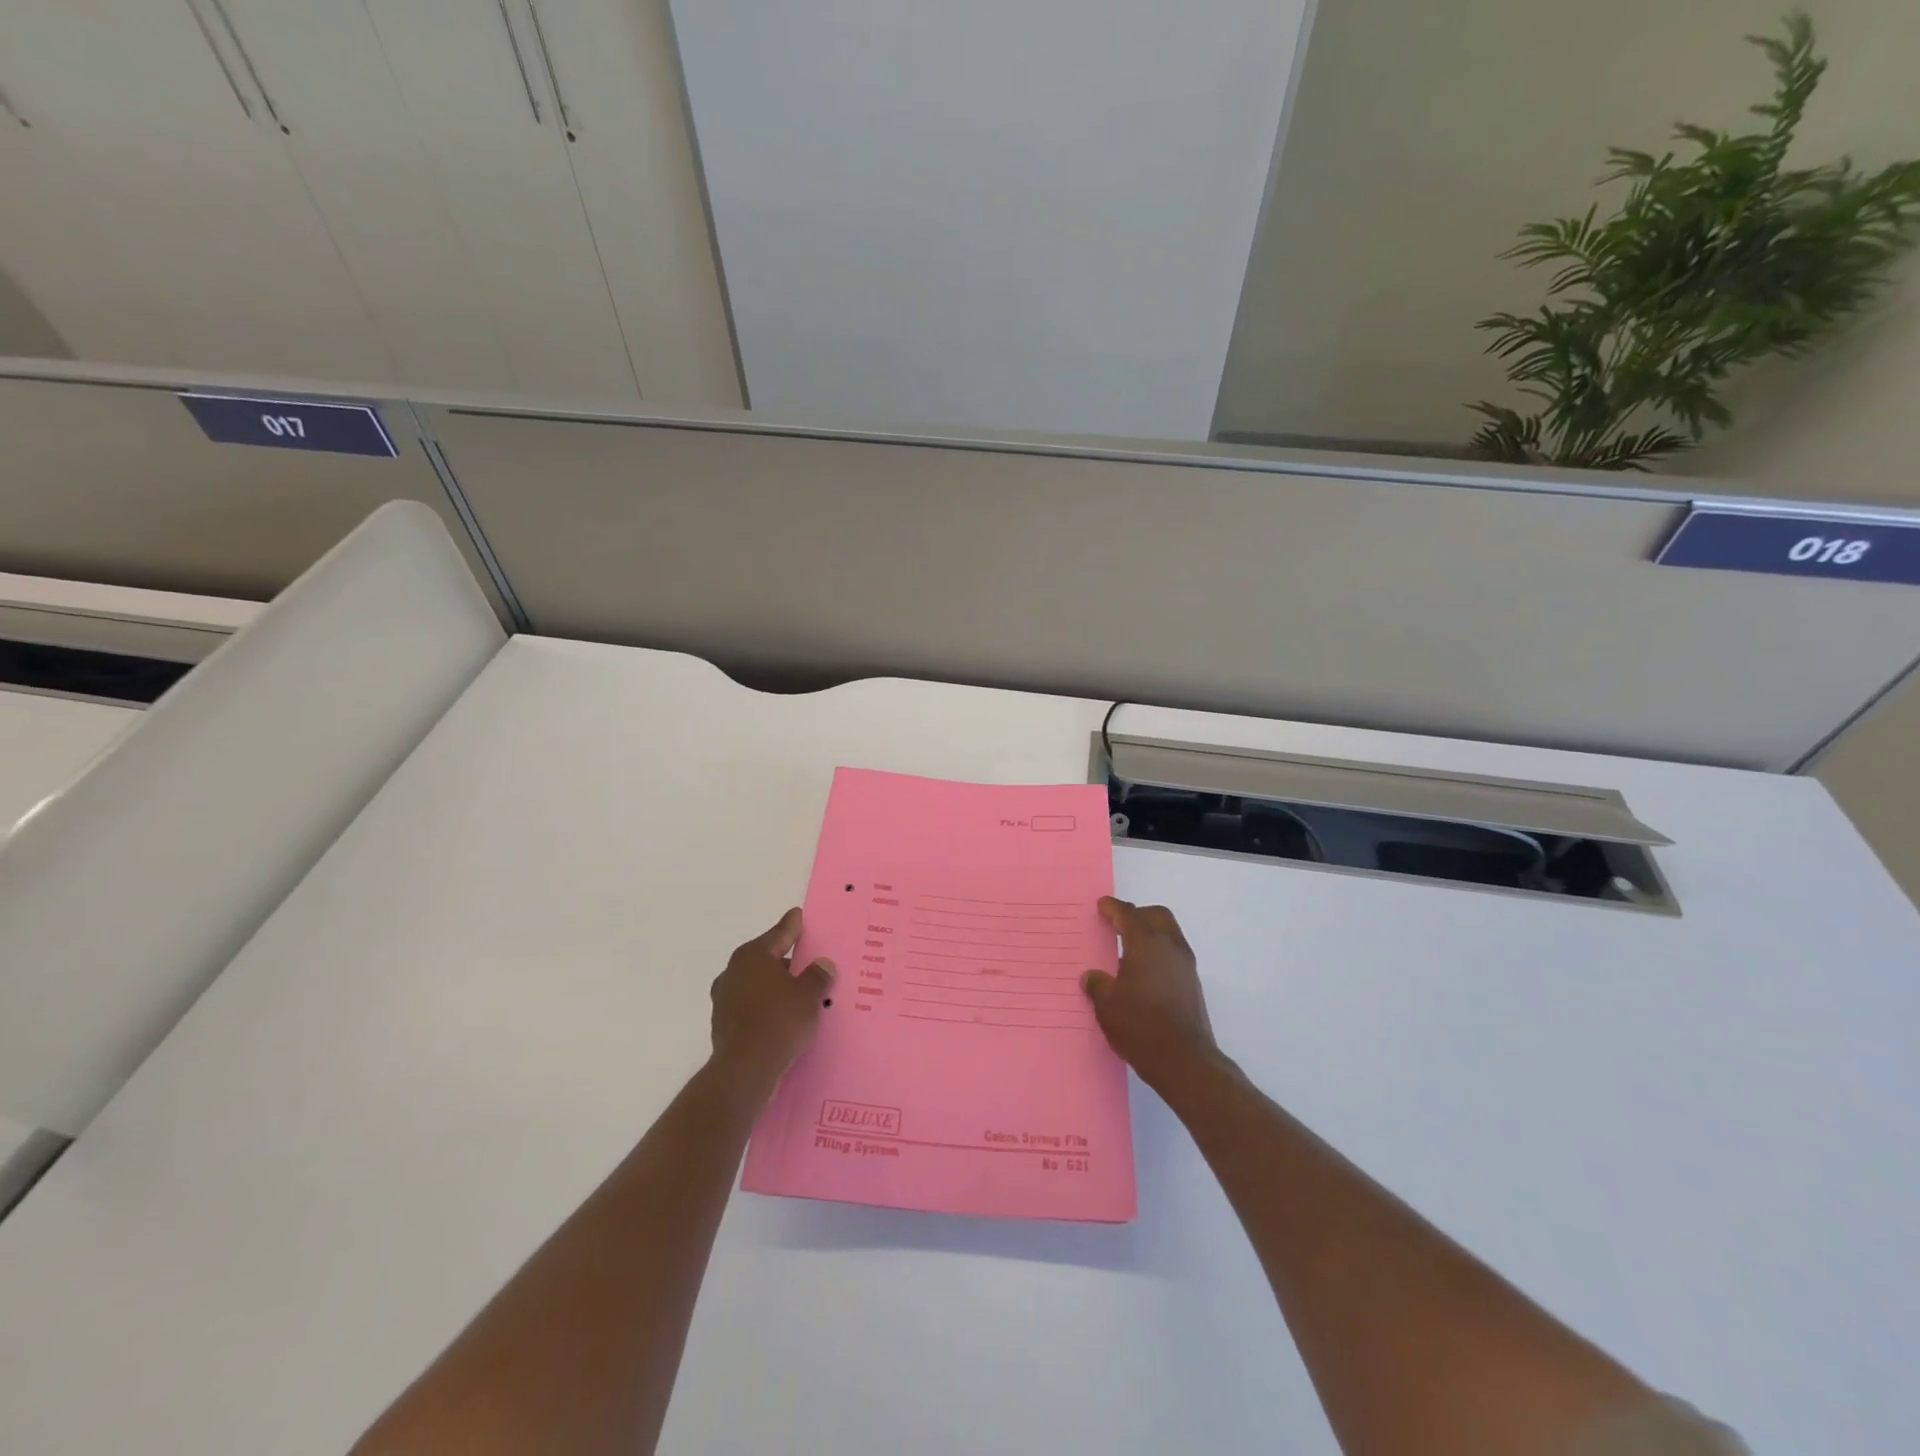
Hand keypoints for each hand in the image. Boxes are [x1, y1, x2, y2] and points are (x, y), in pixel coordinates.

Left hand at [709, 909, 834, 1098]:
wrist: (745, 1070)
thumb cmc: (779, 1021)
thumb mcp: (809, 995)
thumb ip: (817, 976)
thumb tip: (822, 964)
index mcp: (753, 956)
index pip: (779, 934)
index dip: (792, 926)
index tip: (798, 915)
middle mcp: (734, 972)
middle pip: (765, 958)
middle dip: (784, 959)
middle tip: (805, 958)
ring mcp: (724, 999)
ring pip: (756, 983)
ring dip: (774, 985)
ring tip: (797, 991)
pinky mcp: (723, 1024)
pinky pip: (751, 1006)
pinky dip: (766, 1006)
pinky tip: (782, 1015)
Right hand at [1082, 898, 1218, 1091]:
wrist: (1184, 1061)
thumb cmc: (1140, 1025)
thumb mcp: (1107, 1005)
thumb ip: (1098, 985)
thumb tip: (1092, 977)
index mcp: (1146, 943)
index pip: (1128, 914)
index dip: (1113, 908)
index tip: (1102, 906)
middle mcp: (1170, 947)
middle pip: (1156, 916)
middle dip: (1137, 915)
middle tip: (1118, 925)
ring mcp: (1186, 966)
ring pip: (1169, 934)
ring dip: (1150, 935)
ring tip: (1128, 952)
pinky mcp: (1193, 984)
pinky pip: (1173, 955)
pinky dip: (1158, 954)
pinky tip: (1142, 974)